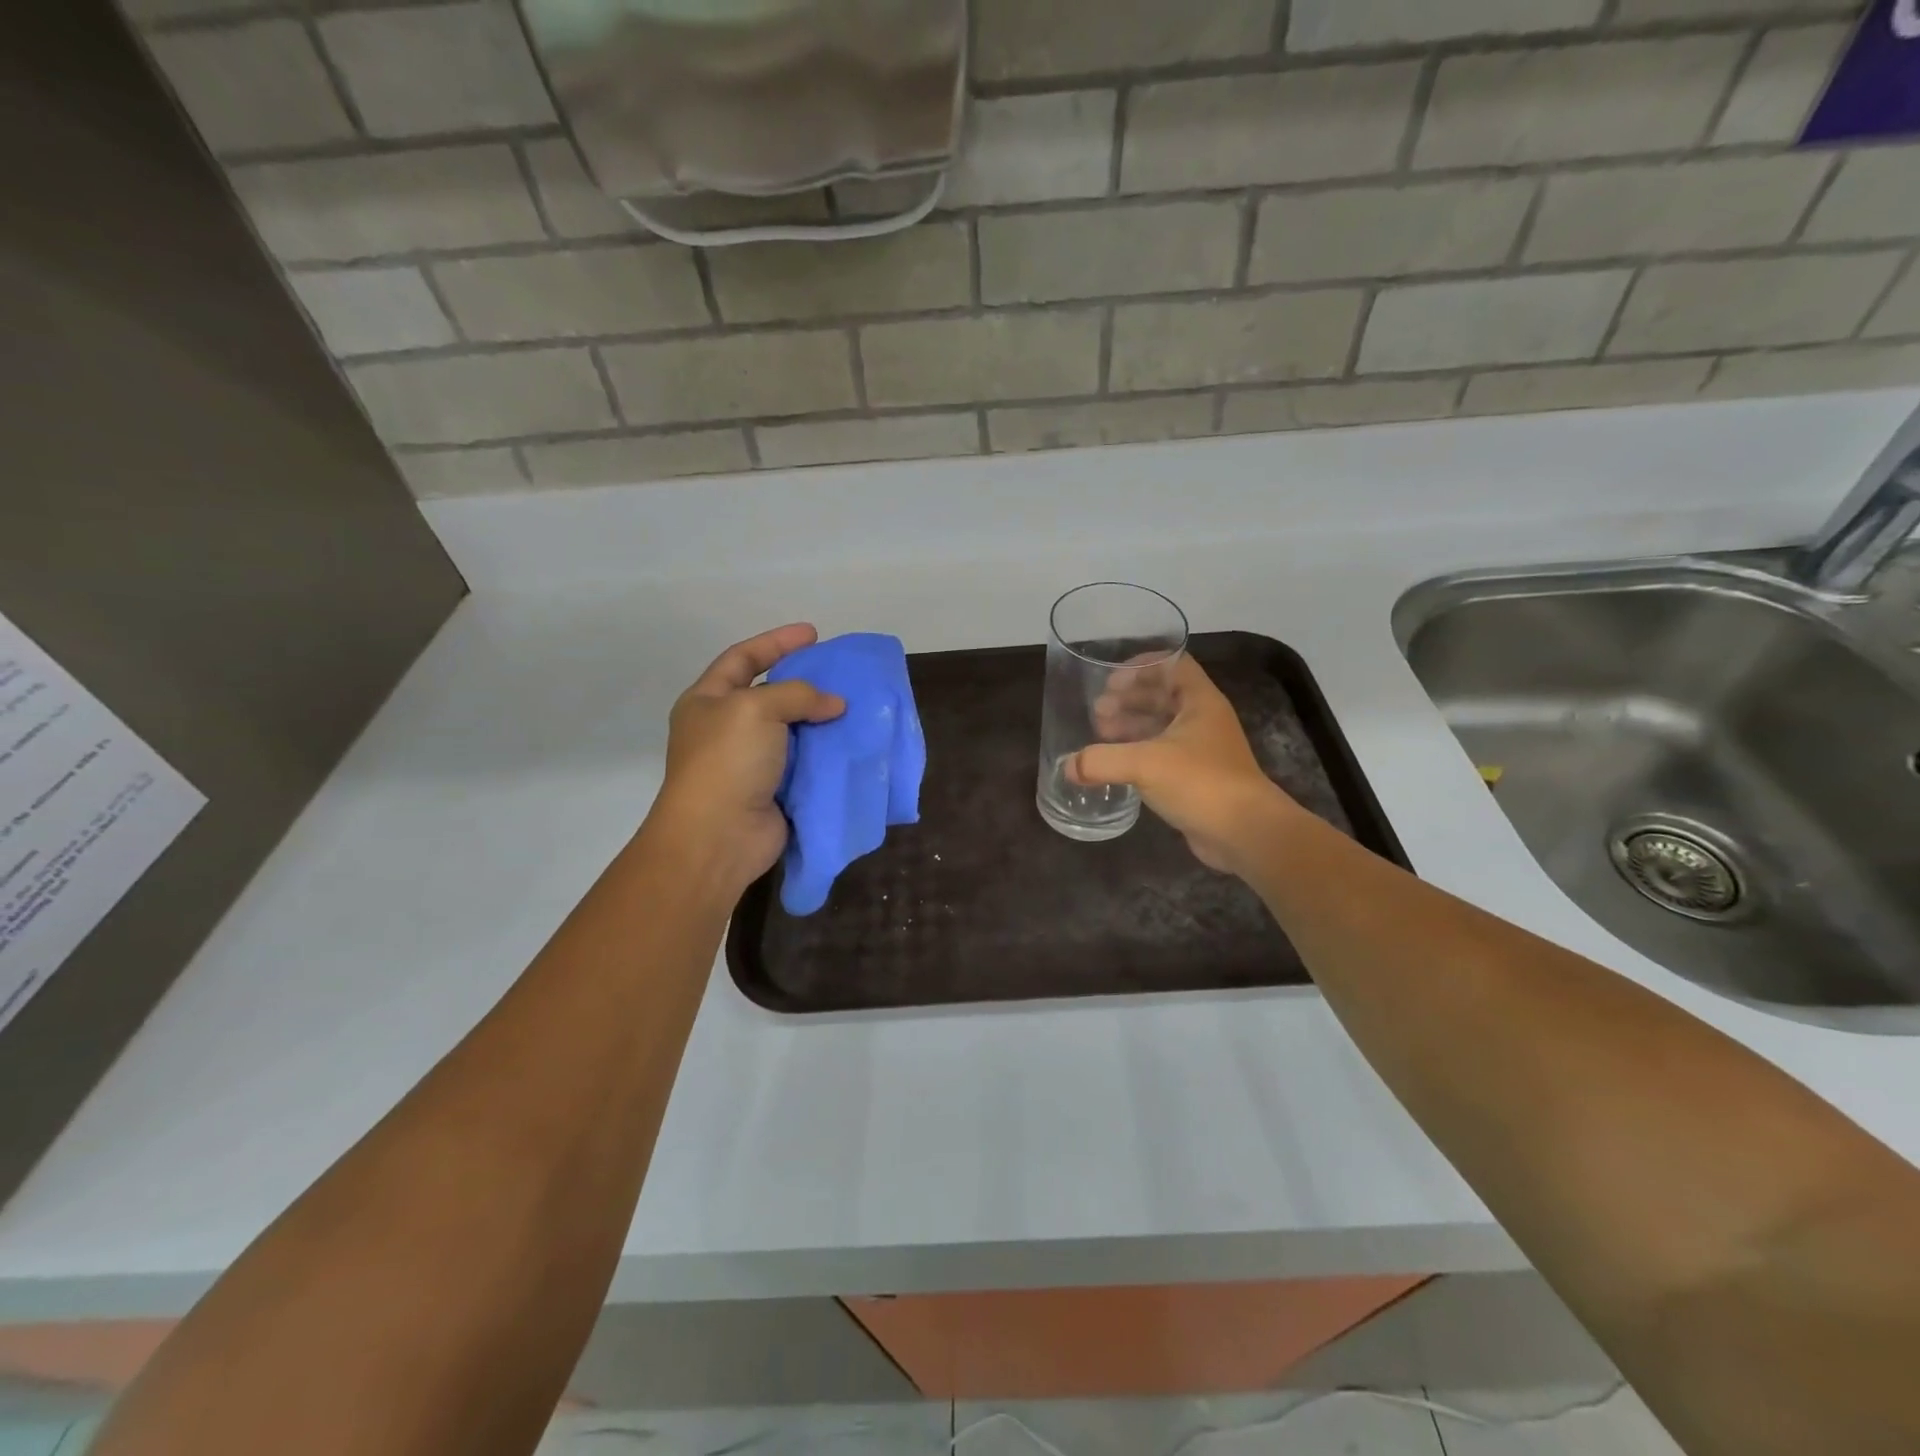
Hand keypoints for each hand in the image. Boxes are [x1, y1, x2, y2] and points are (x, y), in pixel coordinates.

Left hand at [649, 624, 844, 896]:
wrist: (719, 836)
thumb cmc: (727, 762)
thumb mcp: (756, 708)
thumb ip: (798, 695)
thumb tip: (834, 704)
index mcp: (708, 701)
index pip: (743, 658)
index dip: (776, 642)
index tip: (813, 633)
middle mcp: (727, 729)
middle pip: (770, 694)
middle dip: (805, 683)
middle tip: (841, 674)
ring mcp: (751, 762)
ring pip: (793, 730)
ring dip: (821, 719)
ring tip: (855, 707)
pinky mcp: (774, 790)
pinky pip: (806, 763)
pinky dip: (827, 753)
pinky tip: (852, 743)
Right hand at [1068, 656, 1303, 875]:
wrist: (1245, 832)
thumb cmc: (1201, 783)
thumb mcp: (1145, 764)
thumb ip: (1102, 760)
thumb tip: (1067, 766)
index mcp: (1200, 702)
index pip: (1173, 665)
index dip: (1142, 666)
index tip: (1111, 680)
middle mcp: (1203, 720)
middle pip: (1163, 696)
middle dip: (1129, 699)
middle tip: (1097, 710)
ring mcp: (1201, 750)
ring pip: (1161, 726)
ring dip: (1131, 726)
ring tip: (1099, 733)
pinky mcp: (1195, 778)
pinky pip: (1161, 755)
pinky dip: (1138, 753)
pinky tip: (1115, 764)